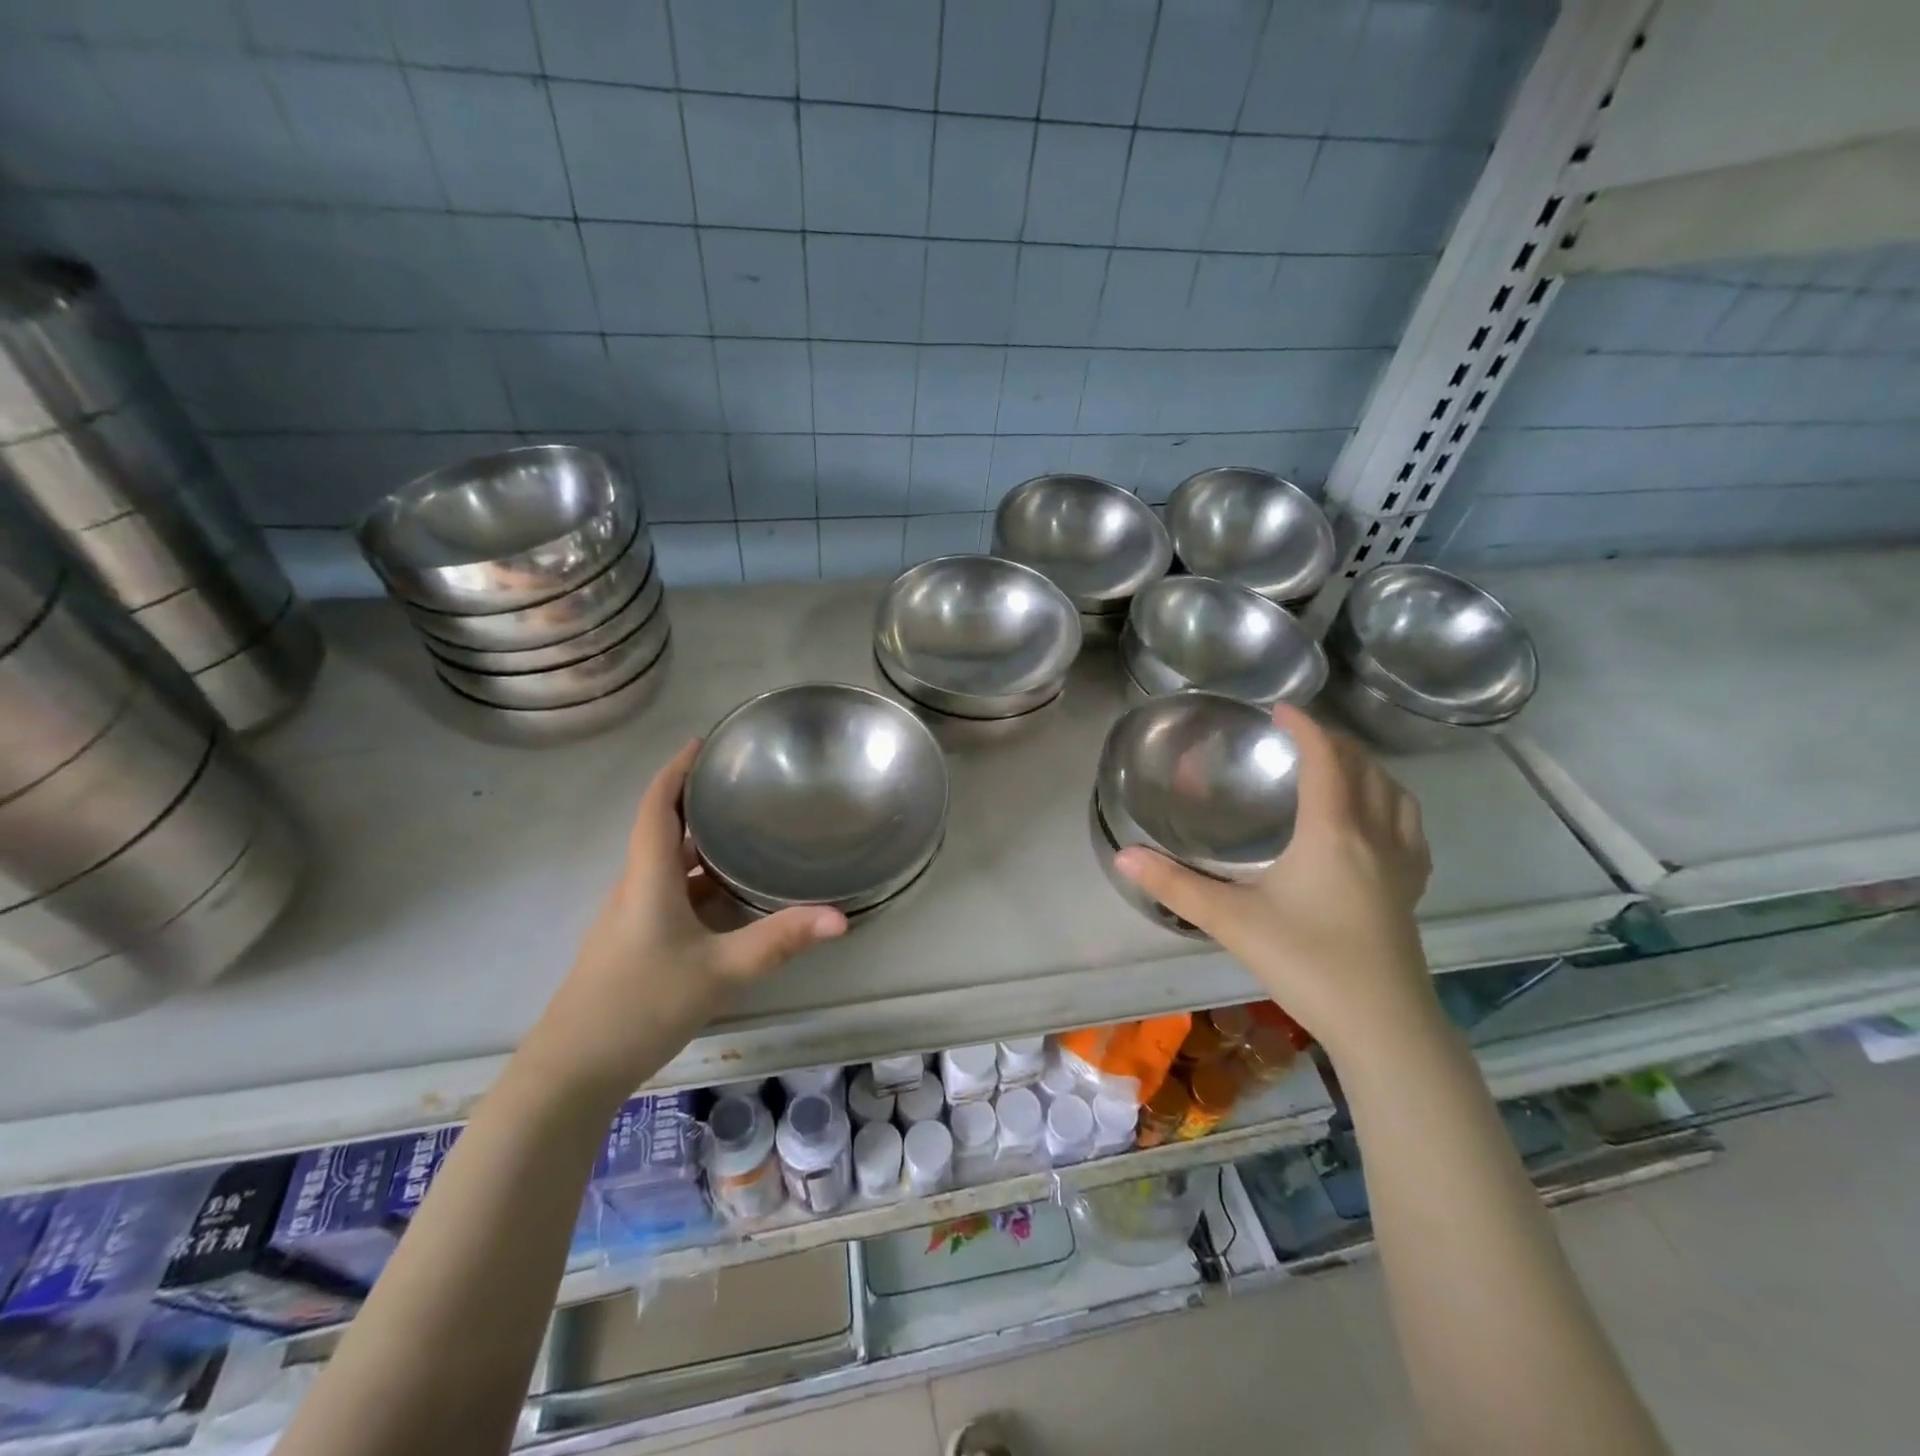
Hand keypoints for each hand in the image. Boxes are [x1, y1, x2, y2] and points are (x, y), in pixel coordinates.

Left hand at [527, 740, 846, 1096]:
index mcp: (648, 879)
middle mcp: (636, 888)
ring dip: (701, 843)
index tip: (705, 741)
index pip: (658, 807)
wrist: (571, 1072)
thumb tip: (840, 916)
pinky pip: (670, 894)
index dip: (676, 769)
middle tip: (744, 782)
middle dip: (699, 801)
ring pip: (668, 865)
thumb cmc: (640, 1007)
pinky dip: (700, 881)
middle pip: (664, 829)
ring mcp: (631, 918)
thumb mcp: (719, 972)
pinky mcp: (634, 943)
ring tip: (748, 829)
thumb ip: (779, 941)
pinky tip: (731, 895)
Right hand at [1116, 705, 1434, 1060]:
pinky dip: (1390, 804)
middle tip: (1299, 739)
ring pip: (1395, 795)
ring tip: (1338, 770)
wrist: (1383, 1025)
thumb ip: (1174, 885)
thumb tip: (1122, 855)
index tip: (1280, 709)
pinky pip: (1408, 827)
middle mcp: (1375, 836)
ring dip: (1367, 769)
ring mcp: (1402, 864)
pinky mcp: (1412, 891)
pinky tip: (1373, 824)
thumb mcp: (1231, 921)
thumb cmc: (1306, 962)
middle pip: (1364, 769)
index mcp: (1332, 832)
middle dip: (1334, 743)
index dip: (1305, 726)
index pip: (1326, 759)